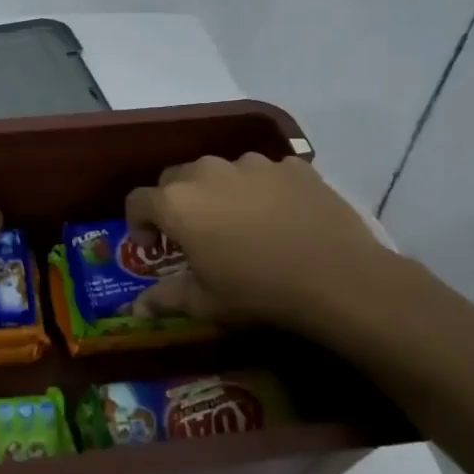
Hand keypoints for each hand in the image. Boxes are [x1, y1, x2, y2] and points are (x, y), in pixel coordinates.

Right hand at [126, 153, 402, 341]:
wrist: (337, 278)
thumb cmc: (258, 292)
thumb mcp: (205, 302)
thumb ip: (165, 298)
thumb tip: (136, 309)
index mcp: (177, 203)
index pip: (137, 200)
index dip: (137, 223)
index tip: (152, 247)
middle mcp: (207, 171)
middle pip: (176, 178)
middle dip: (175, 203)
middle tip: (193, 234)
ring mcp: (252, 164)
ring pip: (220, 171)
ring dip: (218, 192)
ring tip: (239, 223)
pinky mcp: (291, 165)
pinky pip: (264, 173)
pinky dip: (261, 190)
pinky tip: (279, 217)